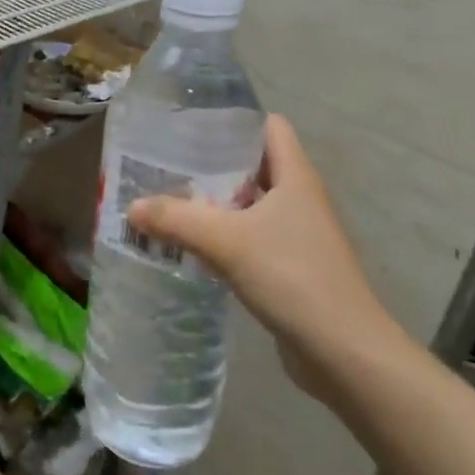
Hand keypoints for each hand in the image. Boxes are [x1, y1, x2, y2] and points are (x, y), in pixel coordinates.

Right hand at [126, 114, 408, 398]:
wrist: (344, 353)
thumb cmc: (293, 277)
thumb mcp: (227, 242)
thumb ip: (176, 219)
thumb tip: (131, 207)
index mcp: (295, 177)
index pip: (268, 127)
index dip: (233, 121)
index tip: (190, 128)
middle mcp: (298, 198)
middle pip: (252, 165)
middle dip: (211, 163)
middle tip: (165, 164)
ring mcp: (296, 234)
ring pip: (248, 204)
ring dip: (213, 203)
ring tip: (167, 201)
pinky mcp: (289, 267)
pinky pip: (249, 238)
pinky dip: (221, 236)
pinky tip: (189, 245)